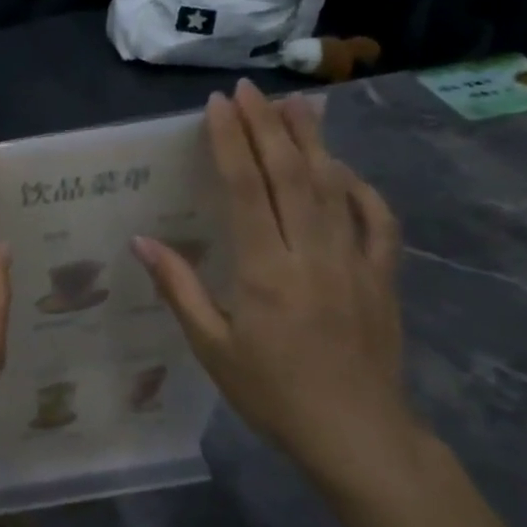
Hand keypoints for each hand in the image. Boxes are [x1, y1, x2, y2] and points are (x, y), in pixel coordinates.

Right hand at [133, 81, 419, 495]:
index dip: (231, 142)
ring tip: (296, 104)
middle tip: (250, 90)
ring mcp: (354, 261)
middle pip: (290, 175)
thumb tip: (142, 241)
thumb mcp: (213, 349)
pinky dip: (360, 188)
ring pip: (334, 186)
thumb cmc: (273, 394)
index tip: (218, 106)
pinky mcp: (383, 276)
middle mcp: (311, 254)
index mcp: (265, 271)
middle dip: (267, 126)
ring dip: (313, 141)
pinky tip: (344, 169)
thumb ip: (180, 289)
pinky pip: (377, 220)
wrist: (357, 436)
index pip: (246, 189)